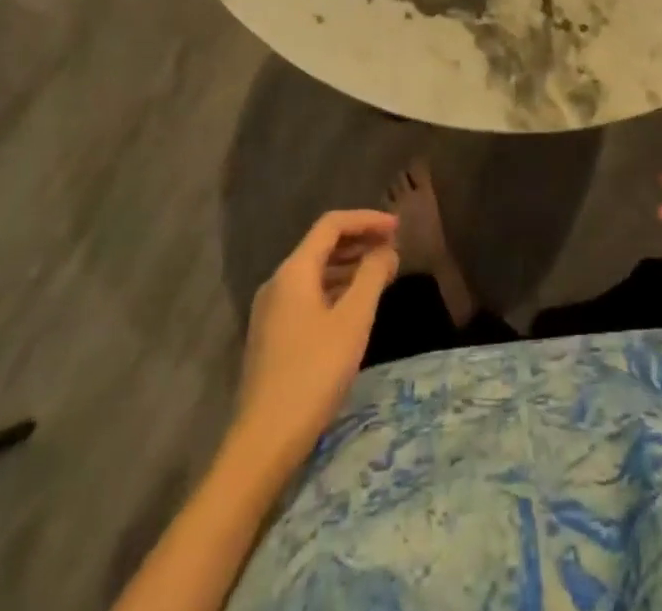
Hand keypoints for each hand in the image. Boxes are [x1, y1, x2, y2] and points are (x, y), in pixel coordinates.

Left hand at [235, 209, 398, 467]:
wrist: (263, 441)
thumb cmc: (313, 373)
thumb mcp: (353, 321)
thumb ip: (372, 276)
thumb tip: (386, 250)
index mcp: (294, 270)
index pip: (332, 224)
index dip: (367, 220)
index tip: (398, 227)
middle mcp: (278, 282)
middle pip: (322, 245)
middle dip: (359, 241)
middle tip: (393, 249)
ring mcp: (271, 310)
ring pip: (315, 271)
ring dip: (349, 266)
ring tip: (381, 275)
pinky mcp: (272, 335)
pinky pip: (308, 294)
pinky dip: (335, 289)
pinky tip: (354, 306)